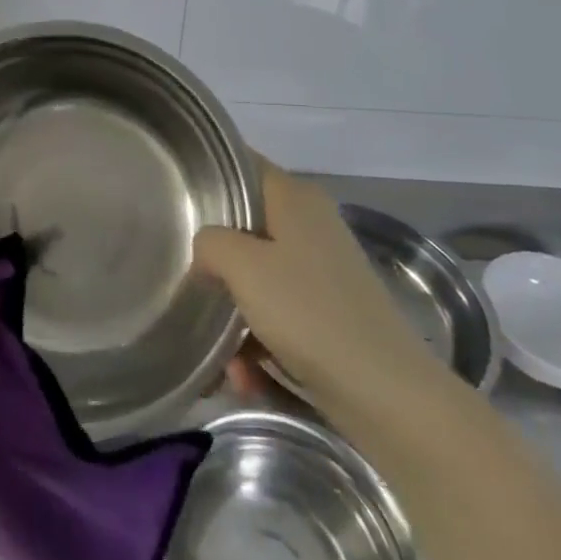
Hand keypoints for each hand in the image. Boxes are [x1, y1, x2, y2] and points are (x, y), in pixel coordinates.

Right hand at [194, 160, 443, 412]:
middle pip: (244, 227)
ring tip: (219, 355)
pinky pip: (276, 316)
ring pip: (256, 278)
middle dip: (213, 260)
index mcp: (296, 199)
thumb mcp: (243, 266)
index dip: (208, 177)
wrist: (386, 393)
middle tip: (187, 277)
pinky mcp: (328, 314)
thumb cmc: (308, 312)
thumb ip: (210, 241)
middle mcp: (311, 226)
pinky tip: (244, 376)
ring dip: (233, 315)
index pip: (242, 166)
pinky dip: (258, 342)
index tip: (174, 198)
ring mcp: (322, 272)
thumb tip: (206, 248)